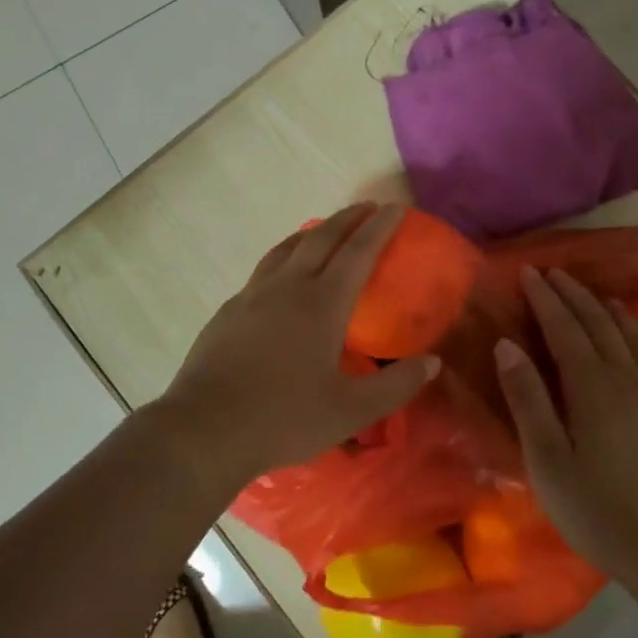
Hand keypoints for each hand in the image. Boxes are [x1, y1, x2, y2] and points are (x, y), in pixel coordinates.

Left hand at [156, 203, 440, 492]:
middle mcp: (287, 287)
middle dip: (348, 218)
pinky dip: (283, 258)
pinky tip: (281, 278)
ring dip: (312, 232)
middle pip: (321, 238)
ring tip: (324, 230)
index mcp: (321, 303)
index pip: (358, 252)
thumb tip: (432, 362)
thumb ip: (396, 386)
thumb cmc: (284, 418)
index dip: (379, 228)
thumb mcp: (350, 412)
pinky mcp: (228, 311)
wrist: (205, 429)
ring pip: (286, 248)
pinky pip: (263, 270)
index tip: (394, 208)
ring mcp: (252, 295)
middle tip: (367, 208)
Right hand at [495, 267, 637, 591]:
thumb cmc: (599, 509)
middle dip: (577, 298)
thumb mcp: (547, 459)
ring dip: (620, 319)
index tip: (530, 271)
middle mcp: (628, 383)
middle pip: (601, 328)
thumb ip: (527, 399)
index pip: (564, 328)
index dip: (546, 299)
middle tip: (557, 274)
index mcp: (591, 386)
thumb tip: (507, 345)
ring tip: (608, 300)